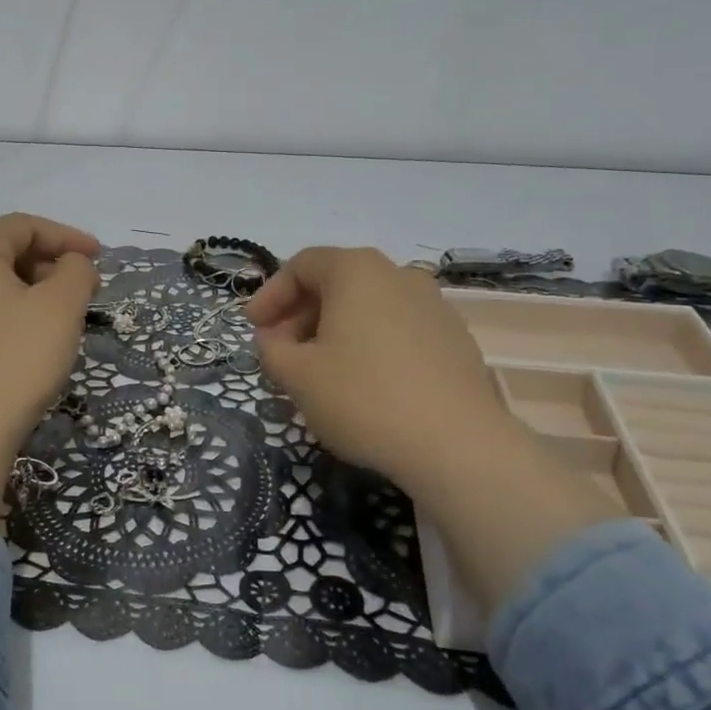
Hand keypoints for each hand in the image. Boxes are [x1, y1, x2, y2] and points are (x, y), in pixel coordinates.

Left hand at [0, 214, 99, 523]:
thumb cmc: (17, 358)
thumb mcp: (60, 306)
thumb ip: (76, 271)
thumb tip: (72, 265)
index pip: (22, 226)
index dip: (66, 235)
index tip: (100, 258)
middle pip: (6, 252)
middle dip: (52, 263)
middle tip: (87, 287)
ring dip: (37, 290)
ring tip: (69, 314)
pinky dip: (18, 313)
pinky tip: (40, 339)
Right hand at [248, 247, 616, 612]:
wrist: (456, 444)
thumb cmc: (363, 398)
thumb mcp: (297, 376)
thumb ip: (271, 349)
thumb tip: (275, 339)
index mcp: (356, 271)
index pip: (302, 265)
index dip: (270, 295)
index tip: (253, 328)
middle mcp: (399, 275)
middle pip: (337, 283)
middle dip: (301, 315)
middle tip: (281, 352)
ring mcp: (434, 305)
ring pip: (369, 307)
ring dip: (335, 331)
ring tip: (320, 372)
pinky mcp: (455, 339)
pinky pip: (398, 330)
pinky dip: (370, 345)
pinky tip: (364, 384)